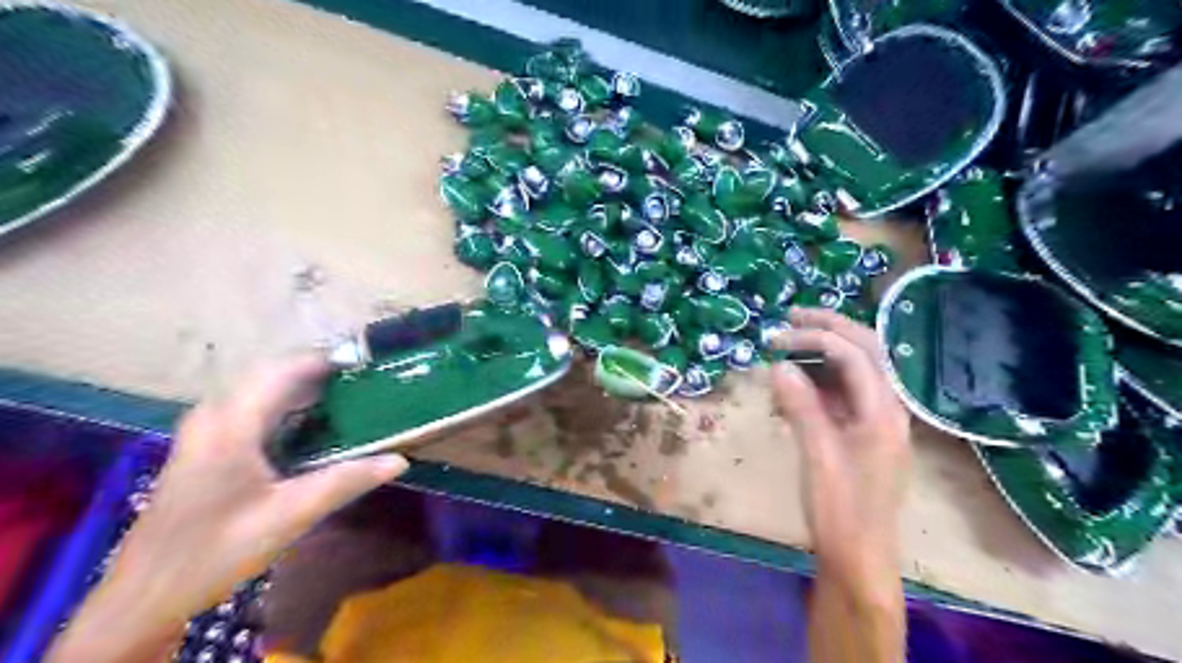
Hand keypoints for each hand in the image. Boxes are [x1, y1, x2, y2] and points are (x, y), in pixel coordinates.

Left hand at [50, 359, 412, 662]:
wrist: (146, 595)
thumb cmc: (216, 551)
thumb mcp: (289, 515)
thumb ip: (346, 481)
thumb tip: (399, 460)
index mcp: (230, 424)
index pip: (283, 371)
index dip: (325, 360)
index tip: (367, 361)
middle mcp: (214, 416)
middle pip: (272, 375)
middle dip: (319, 372)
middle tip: (365, 380)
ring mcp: (206, 430)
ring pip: (261, 390)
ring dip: (304, 388)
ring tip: (349, 395)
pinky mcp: (208, 446)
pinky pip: (253, 408)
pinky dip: (288, 406)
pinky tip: (315, 424)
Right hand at [772, 307, 907, 593]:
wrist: (859, 557)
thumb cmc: (840, 510)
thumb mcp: (817, 456)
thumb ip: (802, 407)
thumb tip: (779, 365)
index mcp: (884, 414)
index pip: (855, 355)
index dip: (816, 338)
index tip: (776, 337)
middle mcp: (889, 410)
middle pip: (868, 352)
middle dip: (831, 328)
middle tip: (792, 317)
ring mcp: (879, 422)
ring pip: (859, 370)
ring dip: (829, 349)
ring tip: (794, 339)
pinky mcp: (866, 434)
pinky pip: (848, 392)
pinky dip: (824, 378)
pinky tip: (800, 382)